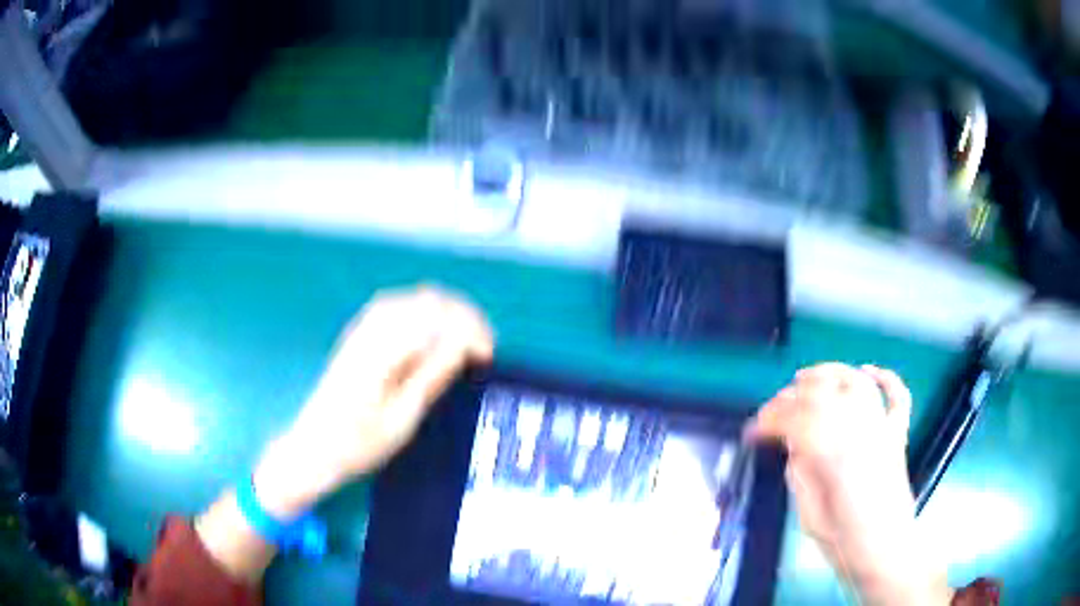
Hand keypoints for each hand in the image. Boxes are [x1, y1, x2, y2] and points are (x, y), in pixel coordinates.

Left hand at [253, 286, 493, 517]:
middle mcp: (373, 328)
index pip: (439, 318)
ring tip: (465, 341)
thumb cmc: (358, 443)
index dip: (471, 331)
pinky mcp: (360, 333)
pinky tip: (434, 333)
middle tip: (482, 349)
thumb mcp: (401, 419)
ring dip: (447, 313)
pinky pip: (399, 305)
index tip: (487, 357)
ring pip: (415, 298)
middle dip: (464, 317)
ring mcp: (363, 327)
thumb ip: (431, 375)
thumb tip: (464, 344)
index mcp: (383, 350)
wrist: (314, 446)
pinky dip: (425, 313)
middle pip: (429, 300)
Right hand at [746, 363, 950, 605]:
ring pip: (857, 383)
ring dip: (830, 373)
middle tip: (772, 410)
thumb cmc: (846, 543)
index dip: (771, 420)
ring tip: (807, 377)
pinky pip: (897, 396)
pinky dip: (885, 377)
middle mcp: (863, 432)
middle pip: (825, 394)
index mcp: (837, 456)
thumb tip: (793, 448)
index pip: (798, 420)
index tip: (753, 430)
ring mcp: (884, 430)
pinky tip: (869, 370)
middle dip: (792, 396)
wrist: (886, 553)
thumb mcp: (810, 517)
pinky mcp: (897, 435)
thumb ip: (801, 475)